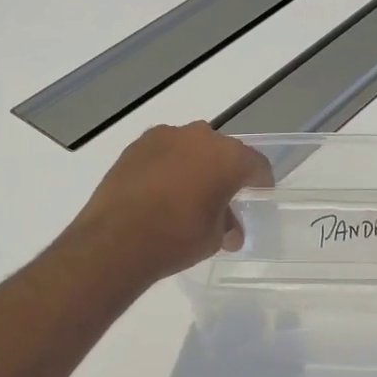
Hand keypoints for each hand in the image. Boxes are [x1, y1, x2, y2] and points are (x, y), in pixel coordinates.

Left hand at [67, 122, 273, 282]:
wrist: (116, 239)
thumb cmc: (176, 238)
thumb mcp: (213, 238)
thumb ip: (226, 225)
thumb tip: (229, 229)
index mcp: (228, 157)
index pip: (256, 164)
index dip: (260, 181)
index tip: (259, 195)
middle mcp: (199, 137)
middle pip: (222, 151)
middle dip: (225, 172)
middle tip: (221, 197)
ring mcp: (165, 136)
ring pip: (190, 147)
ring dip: (194, 165)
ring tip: (187, 193)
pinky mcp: (136, 145)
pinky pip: (163, 151)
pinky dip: (167, 165)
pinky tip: (160, 190)